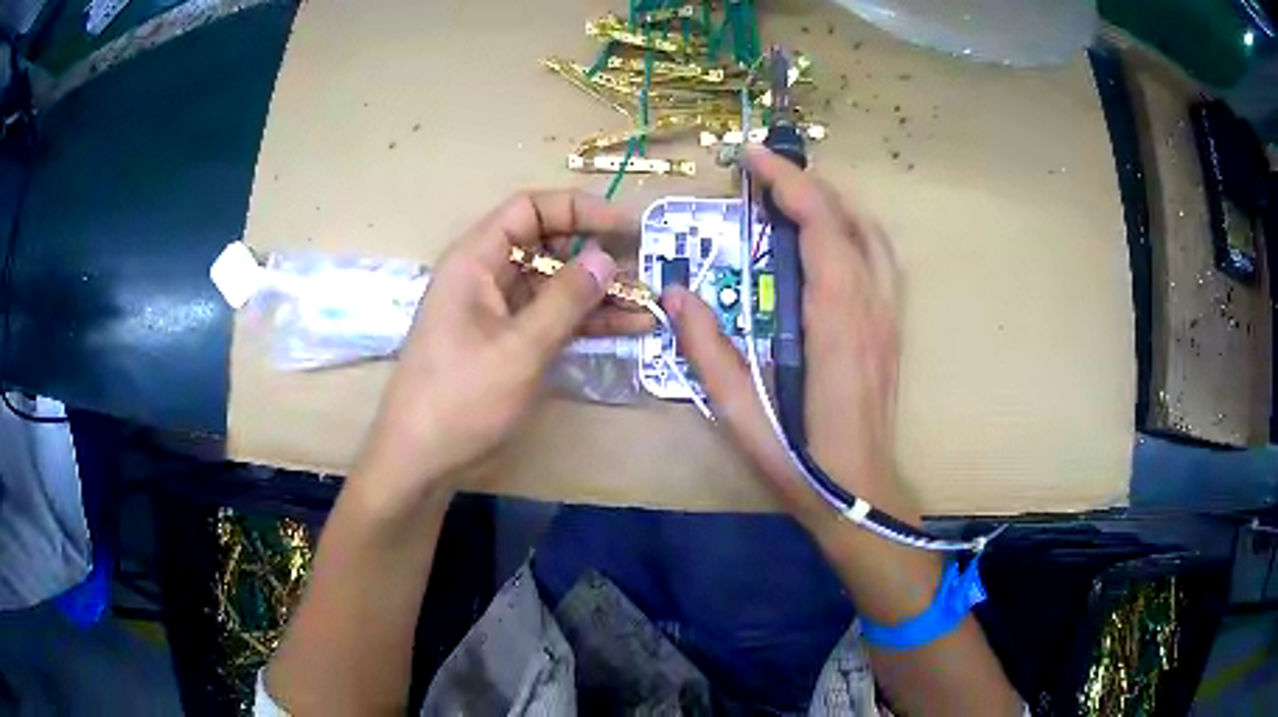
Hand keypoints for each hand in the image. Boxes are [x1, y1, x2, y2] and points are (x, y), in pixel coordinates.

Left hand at [354, 190, 647, 505]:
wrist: (421, 460)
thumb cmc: (460, 399)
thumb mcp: (519, 348)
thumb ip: (565, 300)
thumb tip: (606, 258)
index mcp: (475, 260)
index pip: (530, 209)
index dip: (578, 209)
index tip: (624, 226)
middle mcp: (486, 276)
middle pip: (546, 245)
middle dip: (595, 254)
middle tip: (644, 268)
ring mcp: (497, 311)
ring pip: (554, 285)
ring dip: (598, 293)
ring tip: (647, 304)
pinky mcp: (507, 342)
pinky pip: (551, 318)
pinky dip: (585, 321)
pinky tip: (627, 328)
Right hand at [665, 147, 914, 526]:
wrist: (859, 496)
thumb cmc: (801, 461)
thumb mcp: (741, 412)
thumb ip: (707, 350)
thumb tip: (675, 294)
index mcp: (834, 319)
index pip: (819, 224)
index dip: (787, 182)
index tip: (752, 156)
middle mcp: (870, 305)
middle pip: (847, 218)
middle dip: (805, 182)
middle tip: (762, 173)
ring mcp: (888, 316)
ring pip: (871, 234)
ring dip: (833, 202)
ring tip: (793, 196)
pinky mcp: (892, 328)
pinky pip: (881, 259)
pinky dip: (855, 230)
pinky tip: (830, 239)